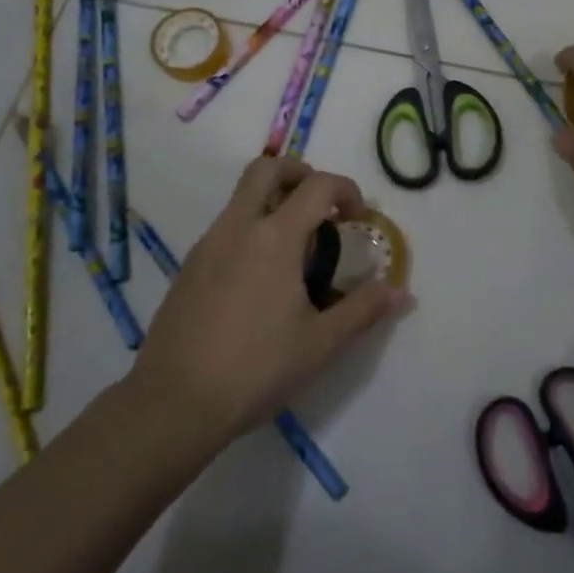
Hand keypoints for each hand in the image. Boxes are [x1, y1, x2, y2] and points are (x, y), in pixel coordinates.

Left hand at [131, 156, 411, 443]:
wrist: (173, 403)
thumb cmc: (255, 368)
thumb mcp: (320, 343)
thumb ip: (363, 310)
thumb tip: (400, 291)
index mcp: (274, 237)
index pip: (317, 185)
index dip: (346, 190)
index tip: (359, 216)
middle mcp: (237, 227)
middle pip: (266, 169)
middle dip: (299, 174)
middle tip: (320, 208)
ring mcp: (207, 244)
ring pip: (241, 196)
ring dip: (273, 202)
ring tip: (295, 251)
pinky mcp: (188, 267)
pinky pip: (226, 227)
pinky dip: (250, 229)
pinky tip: (260, 279)